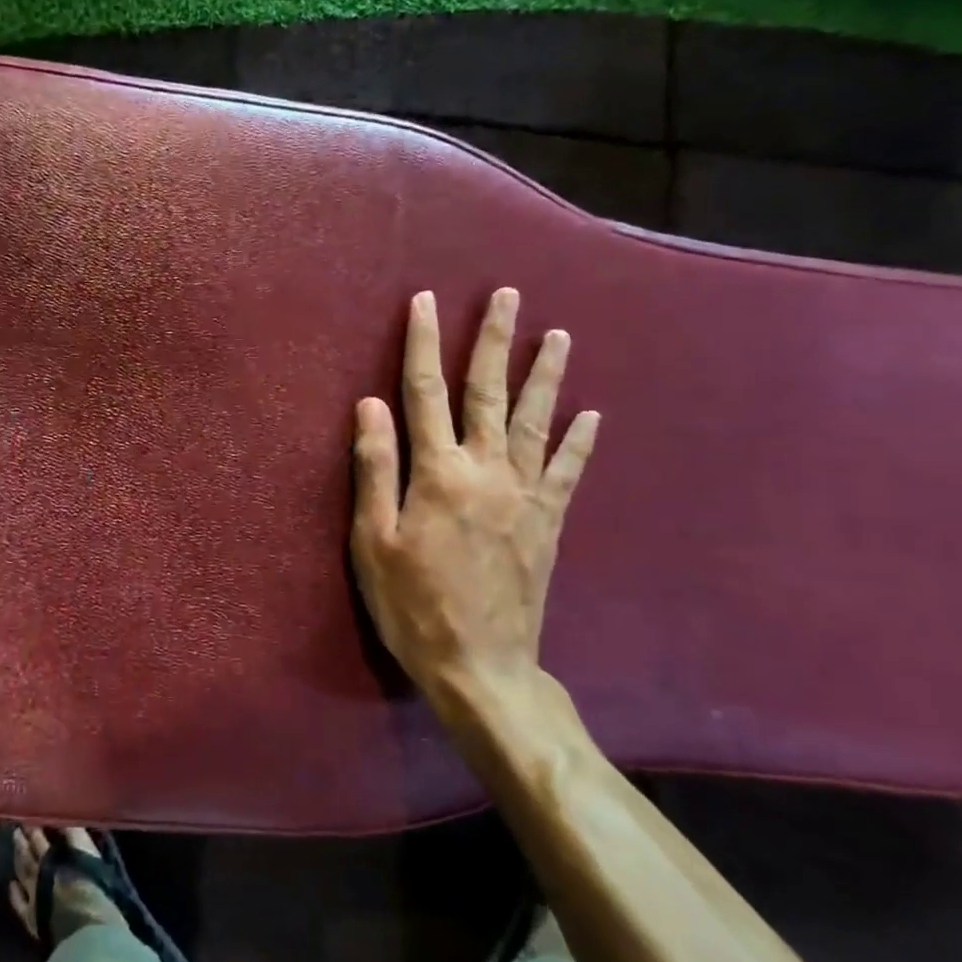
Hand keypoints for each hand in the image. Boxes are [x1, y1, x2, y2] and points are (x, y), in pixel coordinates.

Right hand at [351, 288, 598, 703]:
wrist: (480, 665)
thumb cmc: (412, 604)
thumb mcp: (373, 540)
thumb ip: (375, 468)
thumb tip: (369, 404)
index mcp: (438, 473)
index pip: (425, 393)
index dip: (423, 344)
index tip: (426, 301)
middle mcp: (486, 471)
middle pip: (489, 393)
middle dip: (494, 340)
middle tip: (508, 296)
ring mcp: (525, 495)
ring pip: (537, 421)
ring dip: (545, 375)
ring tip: (557, 334)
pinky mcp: (547, 522)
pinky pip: (567, 471)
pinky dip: (579, 440)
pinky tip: (591, 414)